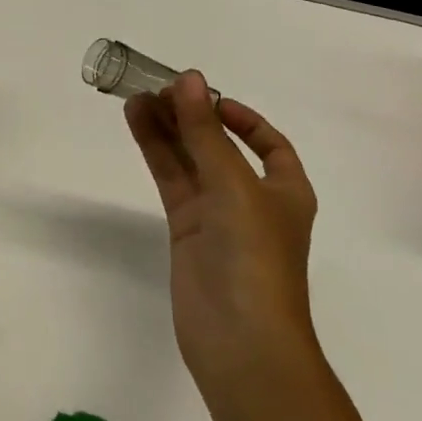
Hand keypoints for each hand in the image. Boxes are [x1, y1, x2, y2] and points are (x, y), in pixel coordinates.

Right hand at [124, 72, 318, 410]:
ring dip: (167, 129)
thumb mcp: (234, 185)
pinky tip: (136, 124)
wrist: (240, 341)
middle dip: (192, 117)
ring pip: (189, 160)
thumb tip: (189, 78)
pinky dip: (156, 152)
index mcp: (285, 190)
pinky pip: (171, 181)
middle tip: (156, 87)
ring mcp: (217, 216)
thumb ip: (205, 132)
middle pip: (219, 146)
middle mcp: (252, 199)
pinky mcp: (187, 231)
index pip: (268, 143)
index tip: (206, 97)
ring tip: (136, 97)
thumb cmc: (254, 257)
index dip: (241, 117)